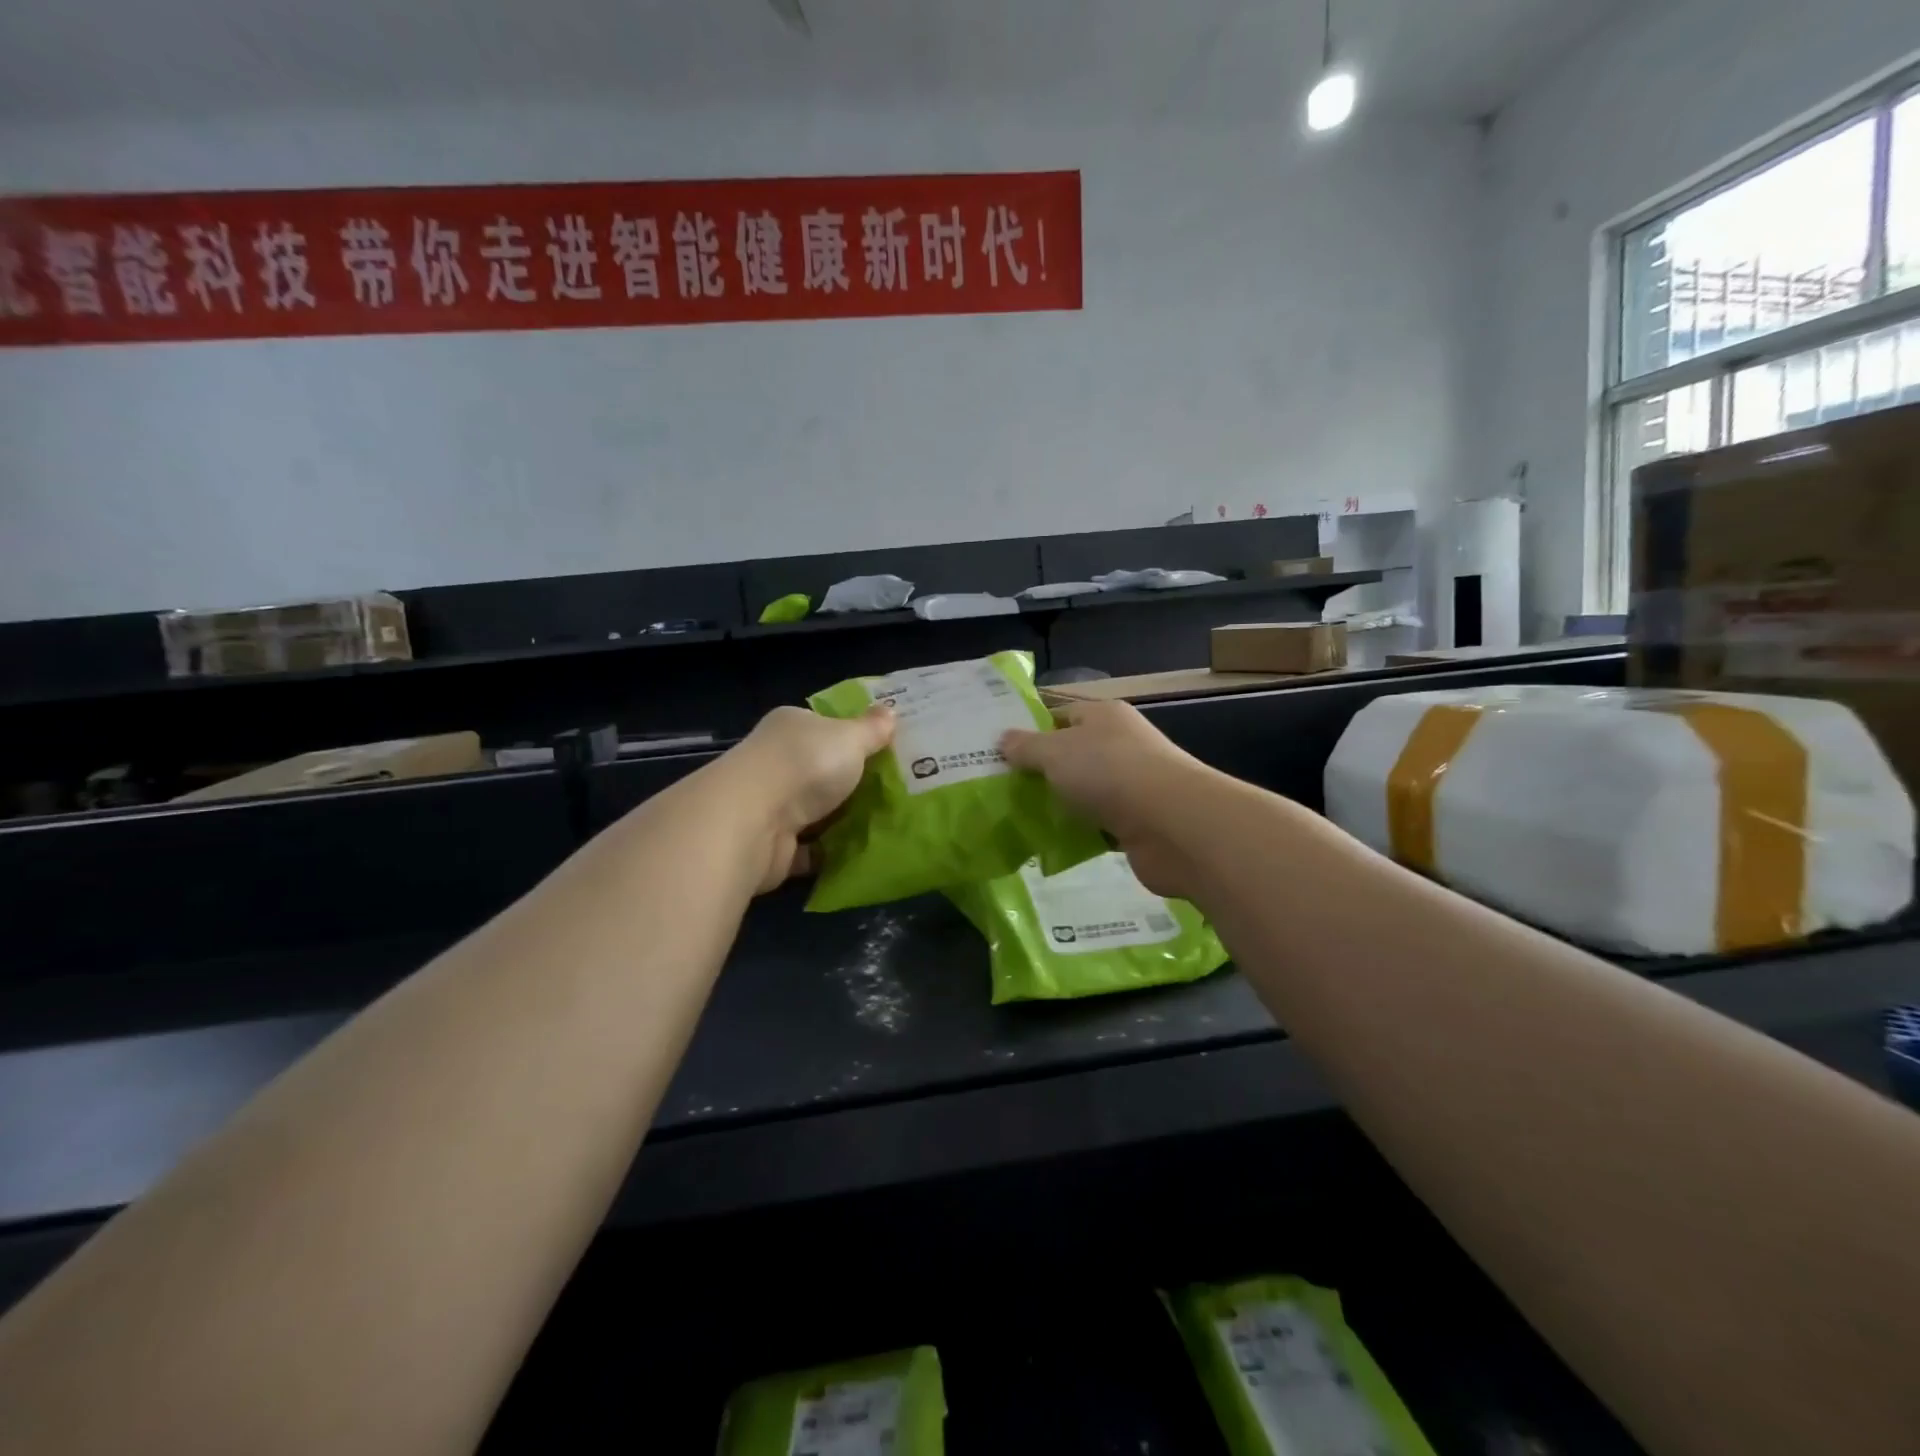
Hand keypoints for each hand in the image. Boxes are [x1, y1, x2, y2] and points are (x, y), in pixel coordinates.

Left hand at [729, 704, 894, 890]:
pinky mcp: (774, 846)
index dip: (856, 736)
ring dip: (844, 819)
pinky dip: (831, 852)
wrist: (754, 823)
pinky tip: (864, 853)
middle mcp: (777, 762)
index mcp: (792, 727)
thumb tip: (890, 711)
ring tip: (890, 823)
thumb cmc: (805, 765)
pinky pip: (811, 849)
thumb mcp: (850, 738)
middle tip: (901, 789)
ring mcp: (773, 806)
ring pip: (817, 811)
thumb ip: (871, 729)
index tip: (889, 749)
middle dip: (855, 781)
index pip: (825, 726)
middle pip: (823, 771)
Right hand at [1000, 701, 1208, 896]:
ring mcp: (1132, 785)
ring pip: (1085, 792)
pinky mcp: (1138, 823)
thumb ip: (1026, 747)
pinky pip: (1098, 825)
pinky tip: (1051, 844)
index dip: (1030, 730)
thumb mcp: (1055, 752)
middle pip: (1072, 755)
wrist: (1172, 824)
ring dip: (1060, 805)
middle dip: (1041, 772)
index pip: (1060, 715)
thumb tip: (1003, 739)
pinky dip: (1079, 833)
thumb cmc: (1109, 772)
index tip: (998, 752)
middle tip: (1001, 788)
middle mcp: (1121, 745)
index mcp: (1104, 716)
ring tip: (1018, 819)